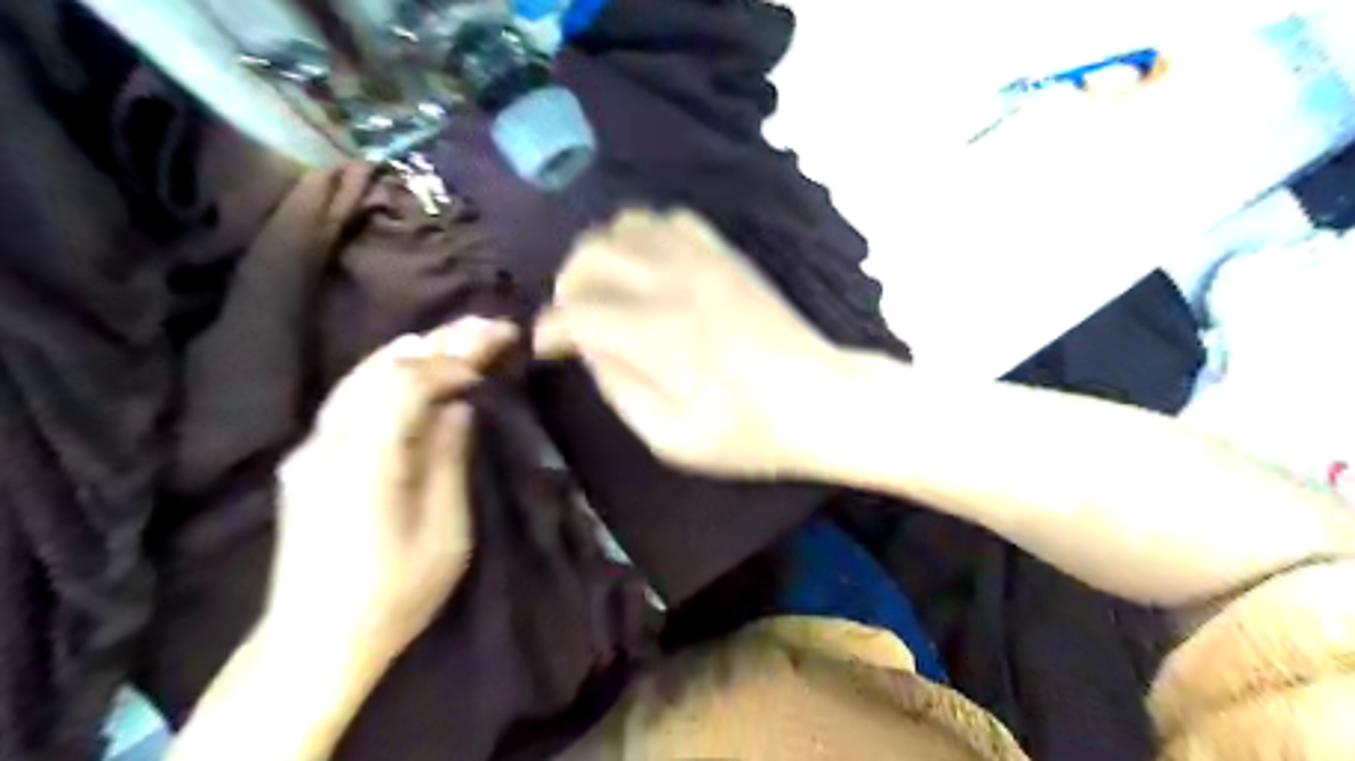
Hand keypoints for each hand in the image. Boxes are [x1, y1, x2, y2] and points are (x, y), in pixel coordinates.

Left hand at [264, 316, 519, 670]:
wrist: (315, 641)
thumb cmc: (395, 593)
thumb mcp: (445, 532)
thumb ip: (449, 459)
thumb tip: (460, 406)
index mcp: (365, 462)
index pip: (405, 383)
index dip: (453, 361)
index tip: (495, 356)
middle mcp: (328, 443)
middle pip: (382, 368)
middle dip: (441, 341)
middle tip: (491, 326)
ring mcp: (312, 448)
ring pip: (361, 376)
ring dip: (416, 351)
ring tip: (461, 337)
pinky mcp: (311, 459)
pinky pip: (353, 397)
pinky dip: (392, 373)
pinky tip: (417, 369)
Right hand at [535, 211, 842, 477]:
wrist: (822, 399)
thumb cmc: (750, 433)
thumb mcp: (673, 439)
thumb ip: (619, 390)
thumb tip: (589, 350)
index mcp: (656, 334)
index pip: (576, 313)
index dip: (549, 330)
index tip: (546, 348)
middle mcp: (672, 282)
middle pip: (591, 254)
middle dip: (567, 286)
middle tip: (575, 320)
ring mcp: (703, 259)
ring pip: (626, 225)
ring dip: (602, 254)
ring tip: (606, 289)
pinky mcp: (727, 254)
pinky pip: (671, 219)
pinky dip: (645, 235)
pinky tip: (649, 266)